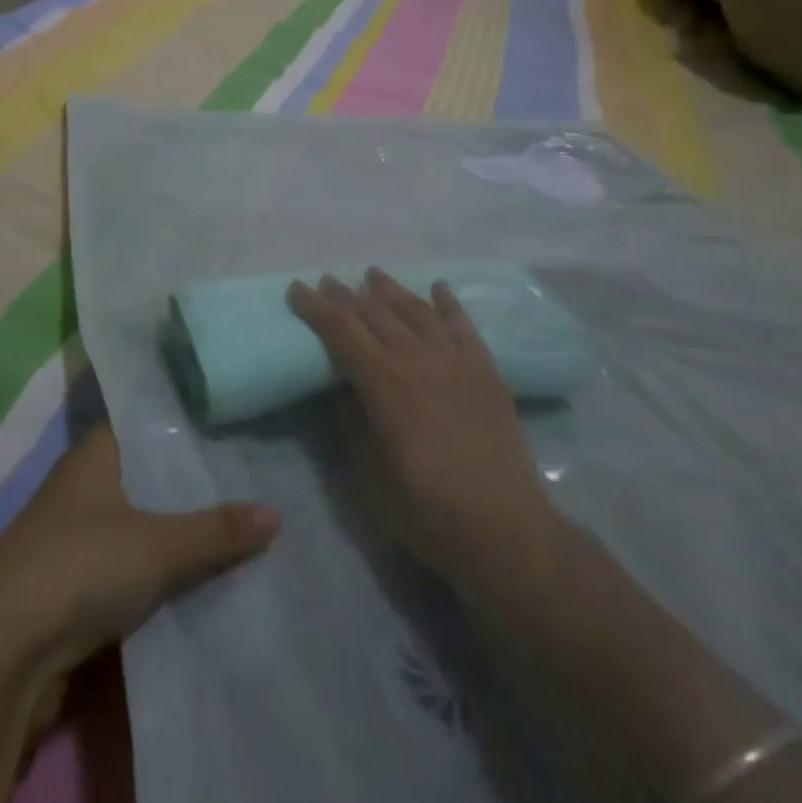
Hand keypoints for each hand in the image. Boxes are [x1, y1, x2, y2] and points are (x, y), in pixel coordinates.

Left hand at [0, 420, 280, 677]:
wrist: (1, 655)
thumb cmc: (80, 567)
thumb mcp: (159, 546)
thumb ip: (217, 531)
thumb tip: (276, 514)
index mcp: (95, 453)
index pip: (147, 421)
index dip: (185, 421)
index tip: (231, 420)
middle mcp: (81, 485)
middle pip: (146, 472)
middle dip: (189, 480)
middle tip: (248, 472)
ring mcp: (73, 535)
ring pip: (138, 520)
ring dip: (174, 528)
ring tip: (234, 520)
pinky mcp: (71, 583)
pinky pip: (127, 563)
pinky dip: (157, 567)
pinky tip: (197, 572)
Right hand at [288, 269, 551, 581]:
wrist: (504, 528)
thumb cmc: (426, 510)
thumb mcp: (369, 476)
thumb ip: (352, 425)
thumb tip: (345, 391)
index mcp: (383, 382)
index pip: (341, 330)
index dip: (316, 307)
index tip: (297, 288)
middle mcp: (416, 358)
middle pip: (375, 313)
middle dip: (347, 295)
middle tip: (327, 280)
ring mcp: (455, 360)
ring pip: (416, 311)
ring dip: (391, 290)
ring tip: (373, 274)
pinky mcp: (485, 370)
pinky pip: (463, 325)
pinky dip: (448, 302)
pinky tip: (438, 288)